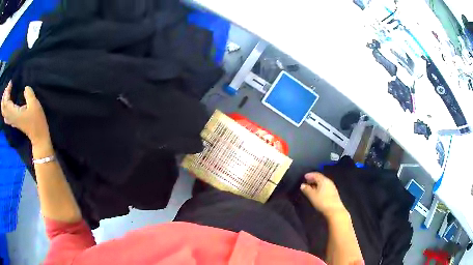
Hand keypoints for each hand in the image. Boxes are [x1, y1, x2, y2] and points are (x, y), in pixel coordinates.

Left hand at [1, 82, 50, 145]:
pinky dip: (4, 110)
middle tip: (7, 87)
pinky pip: (6, 116)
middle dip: (4, 97)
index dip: (7, 91)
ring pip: (4, 113)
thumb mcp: (35, 104)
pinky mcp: (13, 122)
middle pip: (3, 109)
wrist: (38, 137)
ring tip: (5, 94)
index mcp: (14, 113)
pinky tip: (6, 105)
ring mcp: (12, 121)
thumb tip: (25, 88)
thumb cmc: (37, 121)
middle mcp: (11, 117)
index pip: (6, 102)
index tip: (11, 82)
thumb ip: (29, 94)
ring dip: (3, 104)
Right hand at [300, 173, 346, 217]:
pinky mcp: (333, 193)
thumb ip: (307, 189)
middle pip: (320, 178)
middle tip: (307, 182)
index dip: (310, 175)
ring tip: (311, 187)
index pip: (316, 174)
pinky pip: (325, 187)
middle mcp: (329, 182)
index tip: (304, 176)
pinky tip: (317, 192)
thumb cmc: (322, 201)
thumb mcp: (312, 195)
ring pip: (323, 183)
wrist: (334, 210)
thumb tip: (302, 185)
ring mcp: (332, 187)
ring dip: (317, 184)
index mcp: (324, 180)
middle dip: (313, 179)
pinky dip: (320, 188)